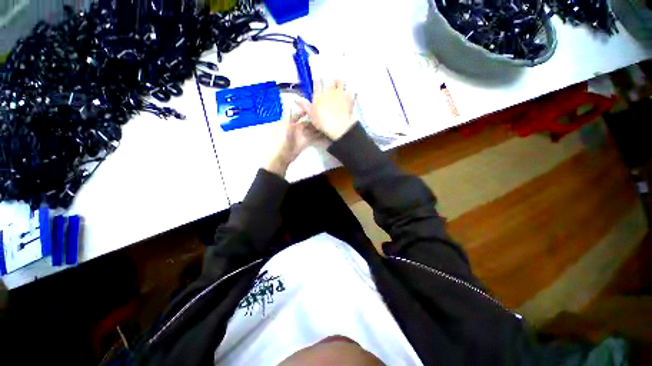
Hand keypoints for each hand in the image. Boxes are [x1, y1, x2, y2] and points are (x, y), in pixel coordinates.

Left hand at [265, 111, 322, 177]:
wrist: (281, 158)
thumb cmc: (280, 142)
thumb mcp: (283, 128)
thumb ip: (288, 117)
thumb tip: (290, 104)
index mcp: (288, 122)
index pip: (298, 113)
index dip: (305, 109)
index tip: (314, 105)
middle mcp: (296, 127)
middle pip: (306, 121)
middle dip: (314, 118)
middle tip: (325, 115)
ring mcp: (301, 135)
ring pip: (311, 129)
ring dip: (318, 127)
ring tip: (328, 123)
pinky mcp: (305, 142)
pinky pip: (313, 137)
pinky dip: (319, 136)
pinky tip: (326, 134)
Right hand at [297, 80, 356, 140]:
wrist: (338, 126)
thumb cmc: (322, 122)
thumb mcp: (311, 115)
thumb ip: (304, 105)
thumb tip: (296, 98)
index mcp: (319, 96)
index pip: (317, 84)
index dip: (318, 81)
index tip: (318, 78)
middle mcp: (329, 91)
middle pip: (330, 82)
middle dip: (331, 82)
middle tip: (333, 83)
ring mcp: (340, 93)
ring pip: (341, 82)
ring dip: (341, 82)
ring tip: (341, 83)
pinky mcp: (349, 98)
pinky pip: (352, 91)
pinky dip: (352, 92)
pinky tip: (353, 92)